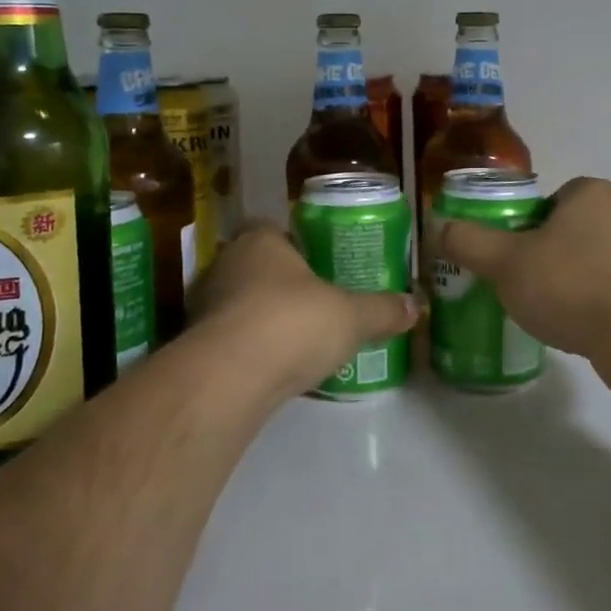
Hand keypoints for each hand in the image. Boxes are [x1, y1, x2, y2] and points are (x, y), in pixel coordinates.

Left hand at [189, 223, 416, 399]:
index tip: (323, 268)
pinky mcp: (195, 345)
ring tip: (298, 339)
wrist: (228, 379)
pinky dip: (249, 349)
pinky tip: (273, 367)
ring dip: (263, 318)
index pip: (278, 231)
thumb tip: (416, 306)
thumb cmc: (292, 324)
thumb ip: (382, 310)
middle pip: (259, 267)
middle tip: (317, 304)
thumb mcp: (351, 316)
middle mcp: (226, 263)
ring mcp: (205, 304)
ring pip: (241, 303)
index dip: (301, 248)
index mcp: (260, 240)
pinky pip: (230, 338)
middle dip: (284, 285)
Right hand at [435, 177, 610, 362]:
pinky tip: (584, 326)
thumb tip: (440, 228)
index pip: (549, 201)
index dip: (524, 229)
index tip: (512, 259)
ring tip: (554, 311)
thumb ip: (469, 242)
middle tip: (526, 285)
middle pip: (571, 229)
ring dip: (576, 279)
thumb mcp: (505, 263)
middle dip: (549, 254)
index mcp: (592, 192)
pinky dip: (600, 302)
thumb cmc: (571, 286)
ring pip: (596, 259)